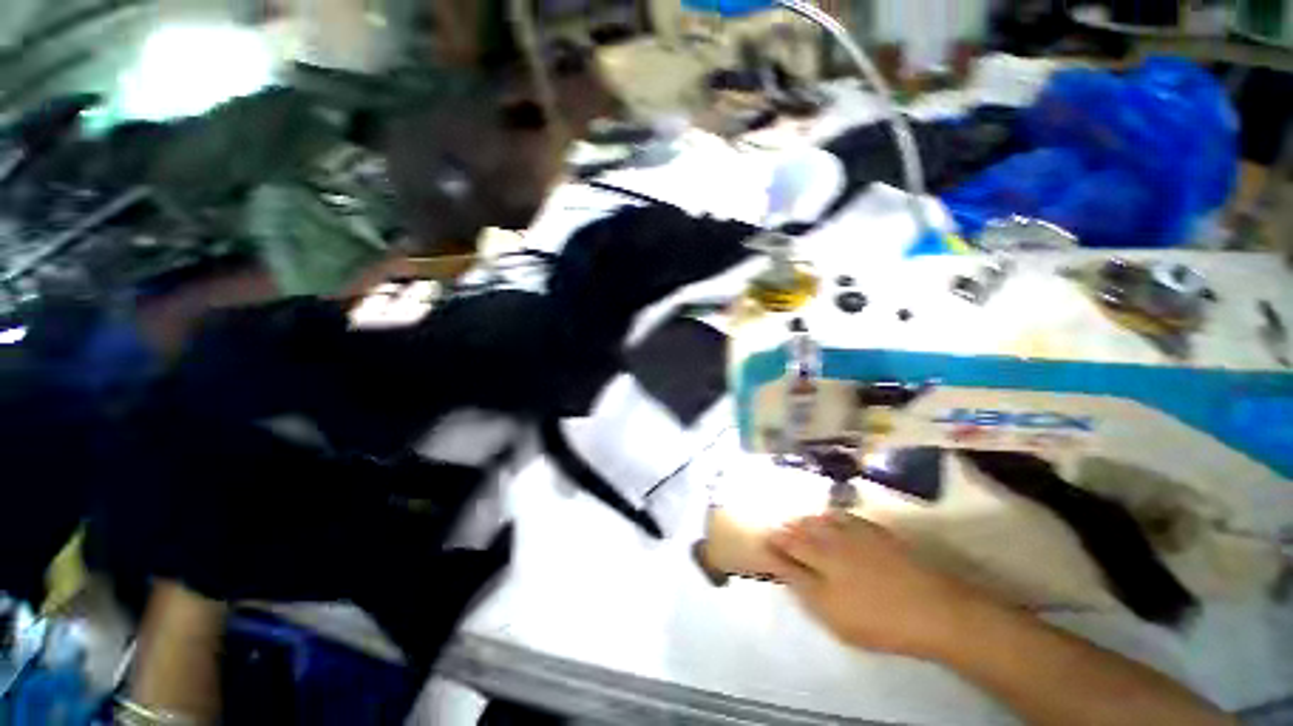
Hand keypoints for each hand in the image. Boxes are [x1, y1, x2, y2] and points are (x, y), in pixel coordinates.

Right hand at [767, 512, 995, 657]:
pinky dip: (830, 515)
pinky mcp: (873, 532)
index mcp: (818, 562)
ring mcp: (853, 535)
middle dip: (785, 530)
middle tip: (776, 529)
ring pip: (819, 521)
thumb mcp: (833, 616)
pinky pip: (843, 516)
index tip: (763, 543)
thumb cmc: (878, 621)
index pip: (787, 549)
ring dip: (804, 521)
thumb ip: (804, 588)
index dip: (773, 546)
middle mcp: (830, 542)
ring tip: (795, 521)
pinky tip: (828, 517)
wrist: (932, 608)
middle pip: (801, 532)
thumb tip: (783, 567)